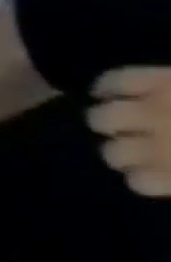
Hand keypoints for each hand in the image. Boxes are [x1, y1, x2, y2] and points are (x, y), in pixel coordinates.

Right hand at [89, 68, 170, 197]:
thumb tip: (152, 174)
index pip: (139, 182)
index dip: (146, 178)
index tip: (156, 173)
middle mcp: (159, 140)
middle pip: (114, 152)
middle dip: (127, 150)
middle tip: (143, 146)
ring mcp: (154, 108)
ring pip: (102, 119)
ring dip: (112, 121)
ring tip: (125, 119)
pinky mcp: (157, 79)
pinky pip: (114, 81)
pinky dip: (107, 86)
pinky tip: (107, 91)